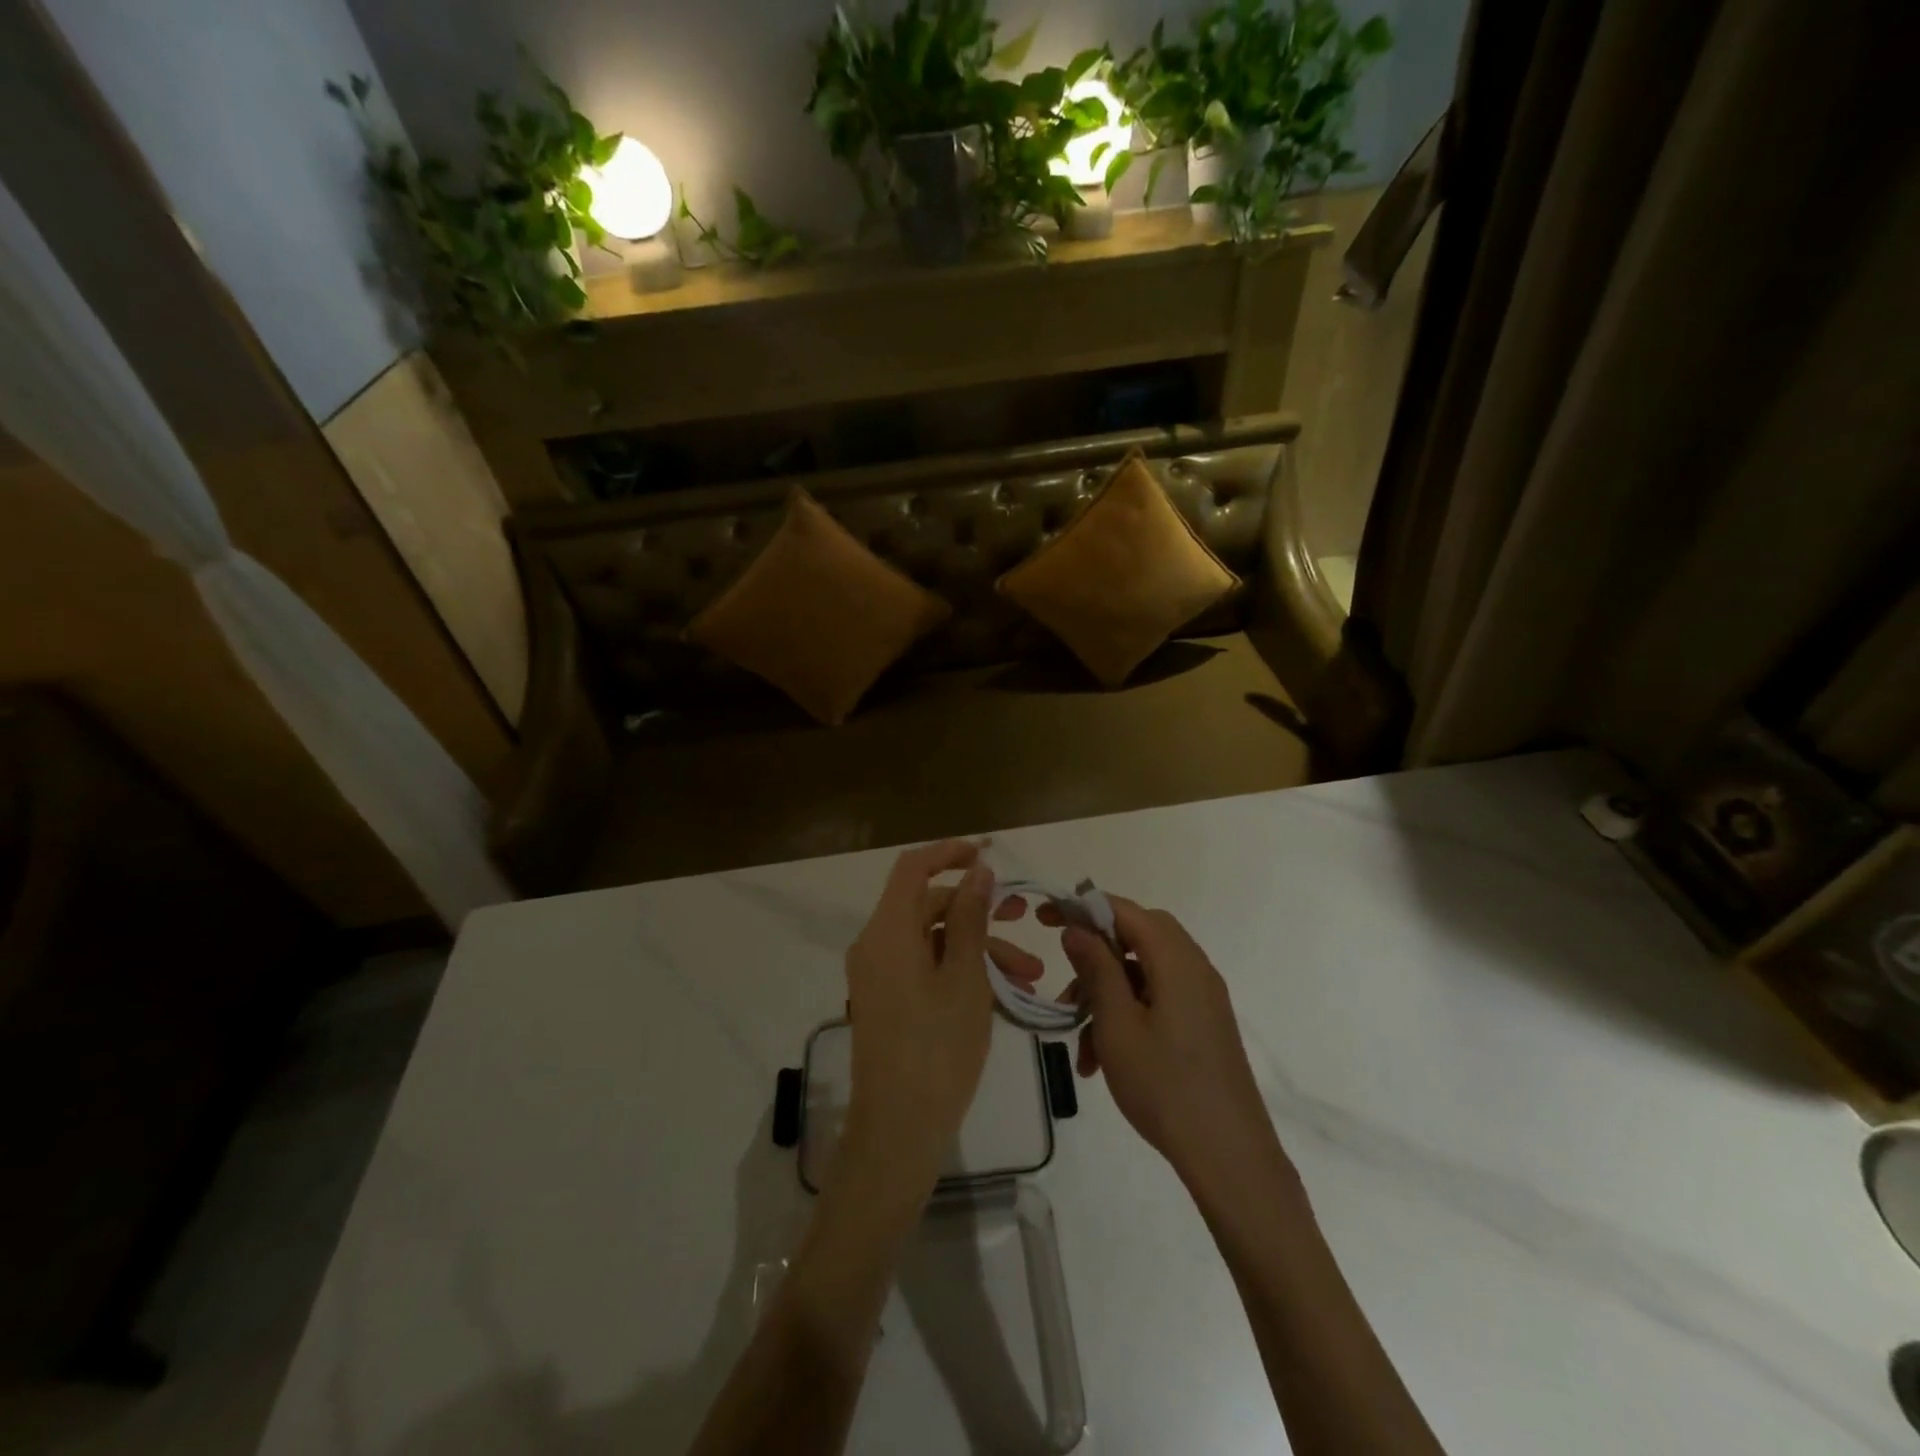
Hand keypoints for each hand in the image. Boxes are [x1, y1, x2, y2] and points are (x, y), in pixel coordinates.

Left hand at [840, 841, 1041, 1191]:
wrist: (898, 1130)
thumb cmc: (937, 1049)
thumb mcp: (964, 977)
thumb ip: (970, 917)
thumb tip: (977, 870)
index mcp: (888, 932)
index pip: (913, 868)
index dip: (949, 852)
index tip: (988, 853)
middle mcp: (876, 945)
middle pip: (928, 906)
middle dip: (979, 910)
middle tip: (1024, 918)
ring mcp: (880, 975)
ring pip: (933, 941)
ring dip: (979, 948)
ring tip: (1030, 975)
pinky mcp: (888, 1001)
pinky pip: (925, 968)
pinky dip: (961, 971)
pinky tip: (1004, 993)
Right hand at [1056, 898, 1288, 1196]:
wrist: (1229, 1156)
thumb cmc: (1165, 1085)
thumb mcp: (1116, 1024)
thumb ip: (1096, 968)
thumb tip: (1077, 928)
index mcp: (1176, 960)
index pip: (1126, 910)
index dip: (1084, 907)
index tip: (1046, 919)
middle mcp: (1194, 968)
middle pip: (1138, 937)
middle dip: (1096, 955)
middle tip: (1064, 977)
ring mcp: (1202, 998)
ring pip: (1143, 974)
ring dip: (1106, 995)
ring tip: (1077, 1039)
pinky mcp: (1204, 1025)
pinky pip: (1158, 1000)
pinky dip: (1127, 1015)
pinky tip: (1101, 1059)